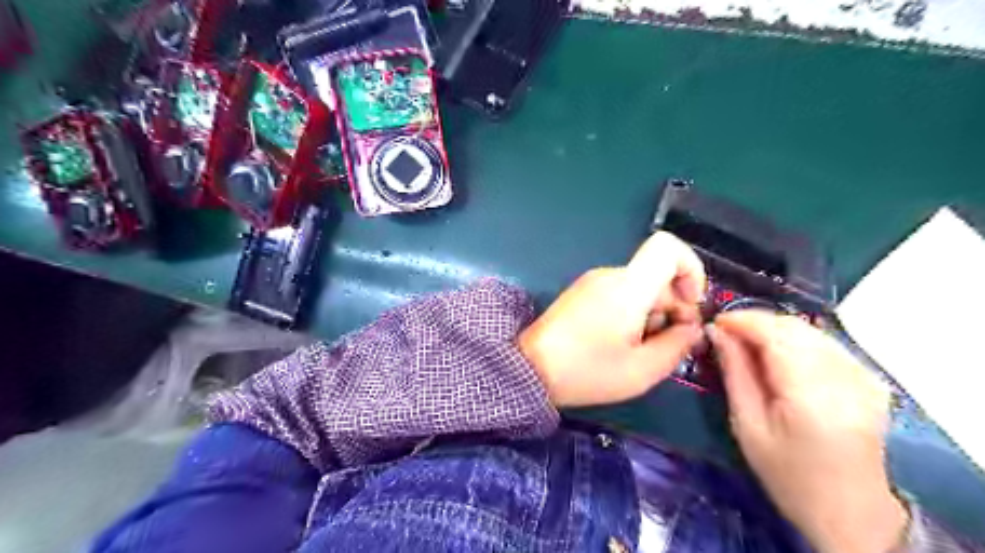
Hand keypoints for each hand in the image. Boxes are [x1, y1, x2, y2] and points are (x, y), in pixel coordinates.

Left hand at [516, 230, 707, 408]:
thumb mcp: (642, 369)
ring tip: (641, 350)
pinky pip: (620, 294)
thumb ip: (678, 345)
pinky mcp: (582, 293)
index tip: (692, 305)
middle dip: (674, 307)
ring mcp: (593, 282)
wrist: (529, 370)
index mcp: (627, 286)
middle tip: (671, 345)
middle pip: (658, 275)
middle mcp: (610, 275)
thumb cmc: (587, 371)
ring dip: (653, 315)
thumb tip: (692, 327)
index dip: (692, 269)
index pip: (668, 246)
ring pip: (641, 287)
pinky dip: (633, 314)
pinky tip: (622, 344)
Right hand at [709, 311, 907, 552]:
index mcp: (811, 395)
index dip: (743, 320)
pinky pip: (824, 343)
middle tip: (726, 333)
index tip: (715, 322)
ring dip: (774, 330)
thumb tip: (716, 332)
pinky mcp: (869, 379)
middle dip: (756, 322)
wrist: (850, 510)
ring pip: (810, 331)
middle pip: (794, 327)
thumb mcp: (748, 425)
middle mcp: (845, 378)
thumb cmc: (788, 474)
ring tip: (747, 343)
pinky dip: (795, 340)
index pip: (776, 335)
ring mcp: (864, 377)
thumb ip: (735, 372)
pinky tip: (778, 356)